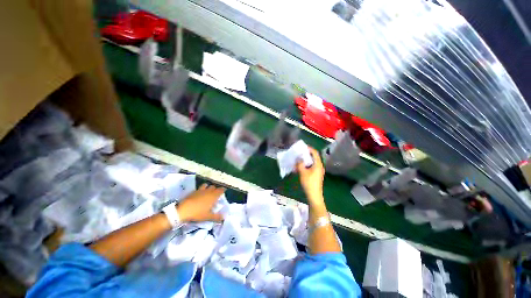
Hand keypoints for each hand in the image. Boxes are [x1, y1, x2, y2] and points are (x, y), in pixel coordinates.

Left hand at [177, 183, 224, 222]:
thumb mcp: (208, 217)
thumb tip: (224, 217)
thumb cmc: (198, 213)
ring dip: (208, 187)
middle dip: (215, 189)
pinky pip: (199, 188)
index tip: (224, 191)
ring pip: (206, 185)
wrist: (184, 210)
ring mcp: (201, 190)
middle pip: (214, 187)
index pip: (221, 190)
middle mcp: (208, 191)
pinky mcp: (194, 191)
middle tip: (215, 194)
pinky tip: (199, 194)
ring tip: (207, 191)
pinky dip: (201, 189)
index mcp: (213, 196)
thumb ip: (216, 217)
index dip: (223, 190)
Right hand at [296, 146, 324, 206]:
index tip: (302, 147)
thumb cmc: (309, 183)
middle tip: (298, 153)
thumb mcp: (302, 172)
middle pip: (313, 157)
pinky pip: (310, 167)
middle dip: (305, 155)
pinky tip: (298, 168)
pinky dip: (305, 166)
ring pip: (311, 163)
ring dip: (304, 161)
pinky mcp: (316, 175)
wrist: (314, 195)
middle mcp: (319, 166)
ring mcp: (318, 171)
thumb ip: (300, 164)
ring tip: (297, 160)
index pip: (315, 153)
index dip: (309, 149)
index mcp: (318, 164)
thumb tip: (298, 159)